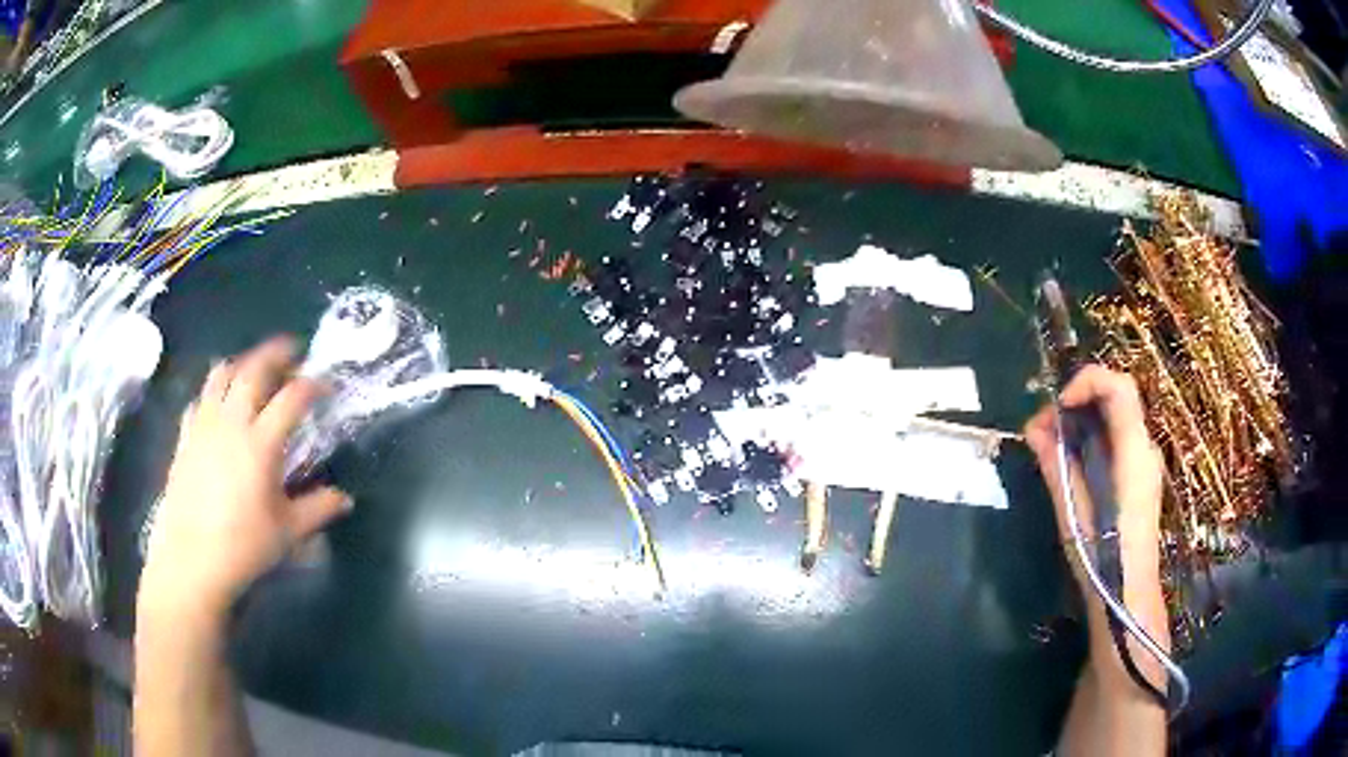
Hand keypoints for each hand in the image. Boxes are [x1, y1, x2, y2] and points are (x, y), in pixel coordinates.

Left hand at [138, 337, 350, 620]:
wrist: (193, 560)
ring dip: (242, 364)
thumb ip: (318, 508)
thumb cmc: (244, 546)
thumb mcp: (288, 532)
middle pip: (253, 370)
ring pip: (221, 375)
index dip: (313, 385)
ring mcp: (204, 425)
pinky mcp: (186, 437)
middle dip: (275, 353)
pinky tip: (219, 404)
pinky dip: (213, 391)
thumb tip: (345, 499)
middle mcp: (231, 423)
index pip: (292, 398)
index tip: (327, 384)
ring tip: (254, 369)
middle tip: (291, 351)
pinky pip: (200, 399)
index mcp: (261, 443)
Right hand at [1024, 365, 1164, 586]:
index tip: (1058, 406)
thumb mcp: (1072, 511)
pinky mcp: (1139, 474)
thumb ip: (1056, 464)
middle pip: (1115, 397)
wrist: (1128, 594)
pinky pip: (1116, 438)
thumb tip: (1032, 428)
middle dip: (1078, 401)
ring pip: (1114, 417)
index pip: (1118, 387)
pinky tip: (1071, 462)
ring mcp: (1145, 460)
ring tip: (1051, 446)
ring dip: (1082, 420)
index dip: (1086, 381)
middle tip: (1046, 427)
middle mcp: (1144, 447)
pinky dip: (1091, 437)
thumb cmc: (1101, 557)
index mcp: (1133, 452)